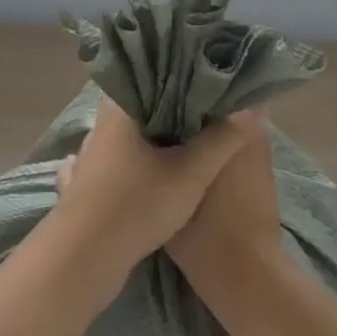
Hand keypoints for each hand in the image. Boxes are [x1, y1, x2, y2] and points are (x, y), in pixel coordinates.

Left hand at [47, 97, 259, 297]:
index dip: (178, 77)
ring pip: (127, 139)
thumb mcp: (191, 172)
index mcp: (118, 110)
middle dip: (169, 111)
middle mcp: (99, 128)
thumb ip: (222, 139)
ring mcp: (89, 158)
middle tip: (206, 114)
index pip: (148, 77)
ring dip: (151, 140)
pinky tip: (148, 171)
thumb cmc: (138, 204)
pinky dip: (131, 164)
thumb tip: (250, 108)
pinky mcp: (87, 185)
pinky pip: (114, 164)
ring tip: (186, 142)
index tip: (206, 82)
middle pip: (139, 109)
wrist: (86, 258)